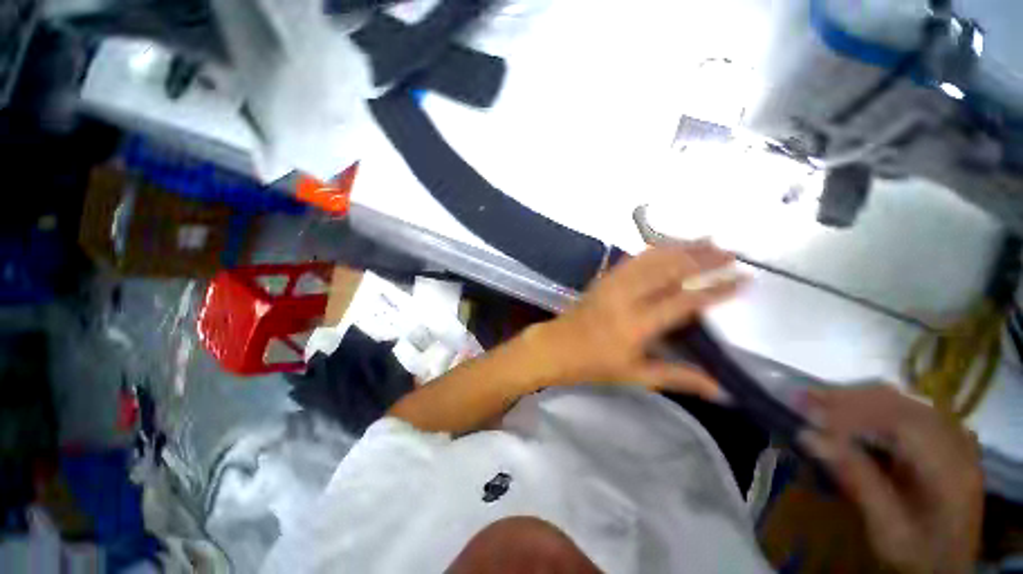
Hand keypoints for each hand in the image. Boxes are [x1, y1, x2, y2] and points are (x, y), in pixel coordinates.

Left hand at [529, 241, 742, 398]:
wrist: (557, 346)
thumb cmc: (595, 364)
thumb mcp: (636, 375)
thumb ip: (678, 378)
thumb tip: (720, 391)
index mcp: (638, 324)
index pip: (685, 301)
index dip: (716, 289)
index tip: (743, 279)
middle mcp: (627, 297)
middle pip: (670, 270)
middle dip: (702, 258)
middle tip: (731, 252)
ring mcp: (613, 283)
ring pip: (652, 258)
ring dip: (681, 247)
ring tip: (708, 239)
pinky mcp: (604, 278)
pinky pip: (633, 258)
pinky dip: (654, 248)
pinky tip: (668, 243)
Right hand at [800, 385, 984, 573]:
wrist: (947, 564)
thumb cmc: (916, 552)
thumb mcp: (886, 527)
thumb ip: (856, 480)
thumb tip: (809, 436)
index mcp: (949, 469)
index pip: (902, 423)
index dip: (854, 414)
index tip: (809, 414)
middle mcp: (956, 442)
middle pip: (901, 404)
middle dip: (849, 399)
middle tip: (804, 399)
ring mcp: (951, 437)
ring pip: (901, 400)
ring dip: (856, 399)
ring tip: (818, 400)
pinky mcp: (940, 438)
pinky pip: (903, 409)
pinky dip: (870, 406)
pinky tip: (847, 412)